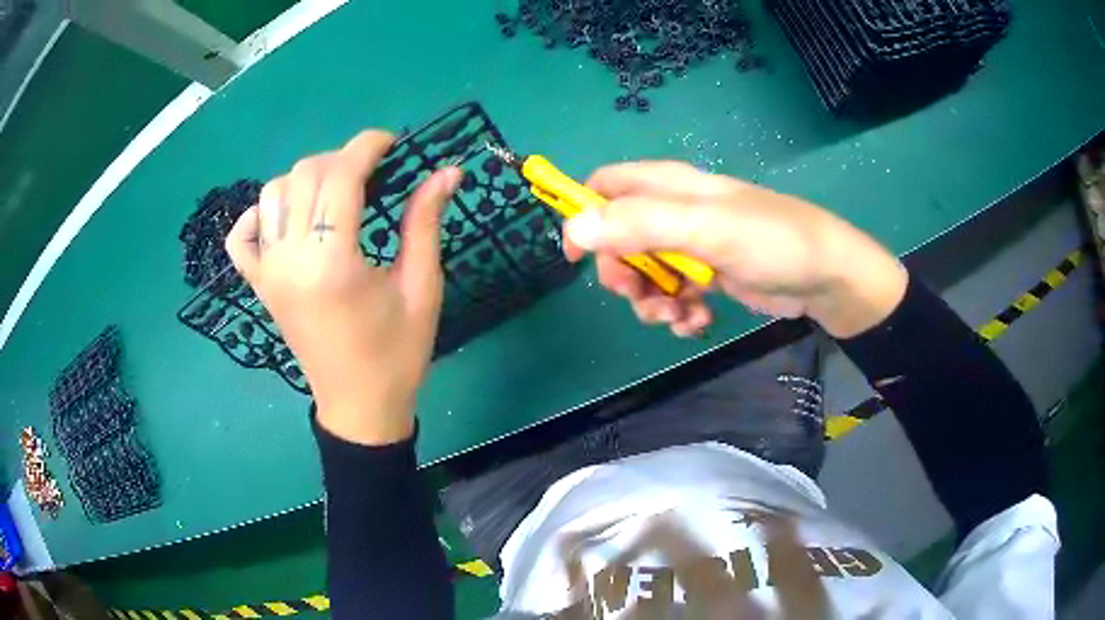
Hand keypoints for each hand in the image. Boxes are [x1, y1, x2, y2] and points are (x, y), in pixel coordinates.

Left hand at [225, 130, 461, 444]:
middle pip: (303, 175)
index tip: (393, 142)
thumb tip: (447, 171)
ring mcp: (267, 272)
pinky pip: (242, 237)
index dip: (367, 146)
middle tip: (372, 172)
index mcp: (332, 263)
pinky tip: (286, 218)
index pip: (339, 177)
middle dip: (340, 158)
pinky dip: (258, 215)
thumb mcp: (421, 288)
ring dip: (305, 178)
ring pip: (272, 194)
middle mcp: (289, 259)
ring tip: (335, 192)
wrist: (358, 406)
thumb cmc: (396, 354)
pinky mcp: (258, 285)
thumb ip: (425, 222)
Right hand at [563, 161, 907, 338]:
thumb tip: (575, 228)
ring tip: (680, 316)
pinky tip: (699, 322)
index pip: (605, 187)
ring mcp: (691, 246)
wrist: (825, 276)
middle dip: (623, 274)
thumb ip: (640, 225)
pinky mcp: (708, 276)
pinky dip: (678, 313)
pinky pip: (673, 294)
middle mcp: (674, 212)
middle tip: (641, 296)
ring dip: (652, 301)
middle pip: (619, 239)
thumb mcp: (705, 229)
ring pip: (645, 274)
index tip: (578, 257)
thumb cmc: (771, 241)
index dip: (584, 216)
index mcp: (668, 186)